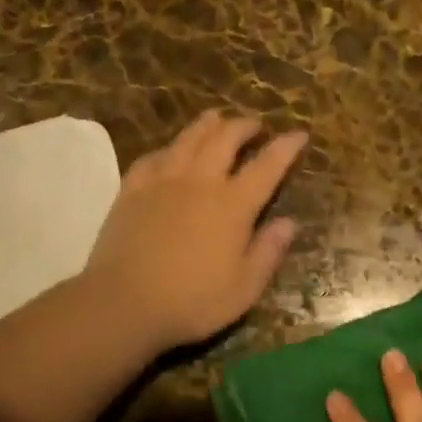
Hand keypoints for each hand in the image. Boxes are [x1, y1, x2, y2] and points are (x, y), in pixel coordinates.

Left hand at [84, 110, 305, 353]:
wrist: (123, 302)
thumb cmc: (192, 301)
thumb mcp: (244, 287)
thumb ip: (268, 252)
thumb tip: (289, 223)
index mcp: (233, 205)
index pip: (267, 166)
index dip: (285, 147)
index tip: (299, 134)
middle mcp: (200, 182)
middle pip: (225, 139)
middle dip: (244, 126)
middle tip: (255, 125)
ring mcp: (163, 181)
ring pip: (188, 139)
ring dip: (207, 125)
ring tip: (216, 118)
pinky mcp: (132, 190)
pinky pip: (152, 157)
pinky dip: (168, 149)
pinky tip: (169, 152)